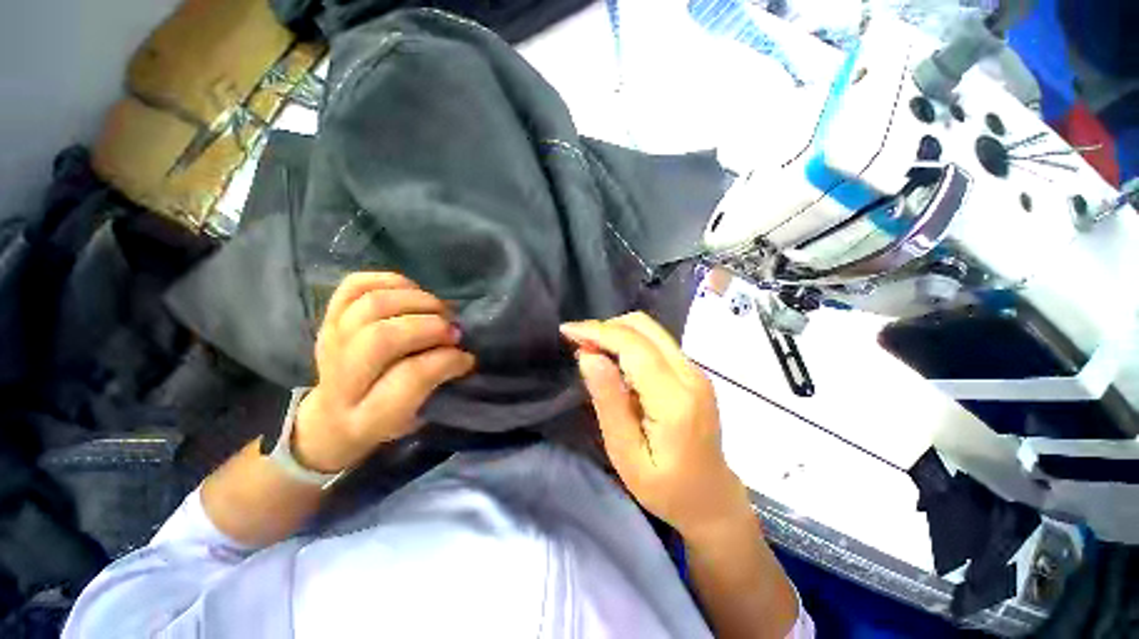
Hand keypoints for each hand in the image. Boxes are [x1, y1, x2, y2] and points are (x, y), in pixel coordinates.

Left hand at [292, 272, 474, 472]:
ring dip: (416, 301)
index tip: (466, 358)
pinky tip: (412, 292)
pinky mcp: (328, 318)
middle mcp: (341, 378)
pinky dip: (389, 281)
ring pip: (371, 305)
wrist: (333, 416)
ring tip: (438, 311)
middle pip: (382, 337)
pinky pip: (354, 285)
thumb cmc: (384, 419)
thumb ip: (436, 386)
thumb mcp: (414, 417)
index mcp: (367, 416)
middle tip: (453, 332)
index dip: (447, 361)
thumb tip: (462, 353)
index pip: (410, 378)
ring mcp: (330, 342)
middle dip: (430, 327)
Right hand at [560, 312, 751, 538]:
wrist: (711, 498)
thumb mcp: (626, 454)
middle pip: (644, 326)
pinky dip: (629, 341)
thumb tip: (587, 356)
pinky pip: (656, 341)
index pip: (633, 345)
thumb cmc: (665, 488)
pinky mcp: (692, 371)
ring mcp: (695, 370)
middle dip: (605, 328)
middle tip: (577, 344)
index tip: (567, 331)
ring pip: (650, 329)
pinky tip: (613, 360)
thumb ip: (608, 402)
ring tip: (590, 351)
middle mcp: (690, 374)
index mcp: (675, 399)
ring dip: (616, 332)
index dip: (597, 331)